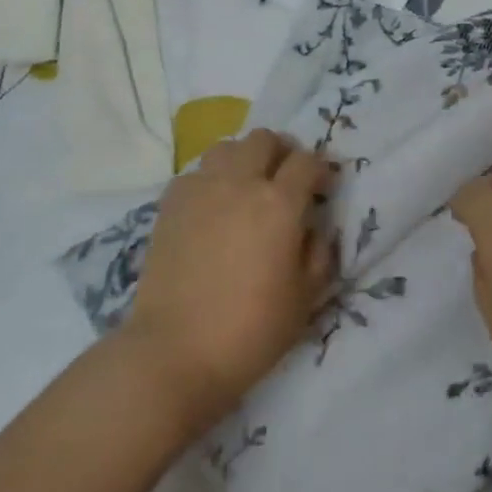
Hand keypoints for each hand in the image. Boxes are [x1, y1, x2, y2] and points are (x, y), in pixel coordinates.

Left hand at [120, 129, 335, 428]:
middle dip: (282, 152)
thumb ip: (318, 254)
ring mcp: (201, 189)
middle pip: (264, 139)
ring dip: (243, 158)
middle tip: (285, 180)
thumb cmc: (250, 331)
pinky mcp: (170, 204)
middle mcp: (240, 183)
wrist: (174, 352)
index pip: (307, 161)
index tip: (322, 189)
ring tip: (246, 186)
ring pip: (227, 147)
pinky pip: (195, 173)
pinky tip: (212, 206)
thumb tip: (313, 229)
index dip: (320, 170)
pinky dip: (210, 179)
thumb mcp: (305, 299)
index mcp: (279, 203)